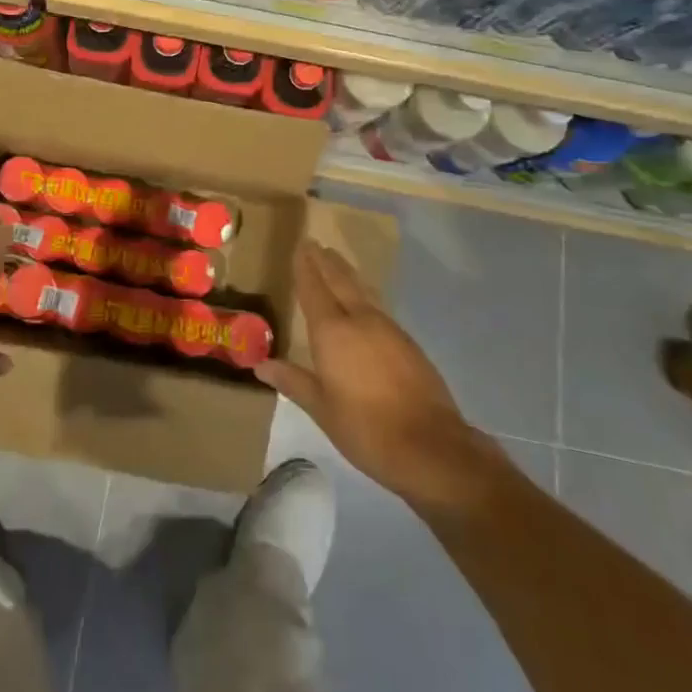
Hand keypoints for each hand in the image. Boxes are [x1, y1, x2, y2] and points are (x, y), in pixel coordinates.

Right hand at [258, 241, 502, 508]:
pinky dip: (363, 293)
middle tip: (314, 243)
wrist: (431, 447)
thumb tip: (260, 364)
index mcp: (333, 332)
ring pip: (361, 289)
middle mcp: (359, 320)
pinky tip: (362, 300)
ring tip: (335, 260)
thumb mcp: (322, 409)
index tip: (300, 246)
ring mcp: (387, 328)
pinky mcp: (406, 341)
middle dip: (325, 261)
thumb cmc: (366, 429)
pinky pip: (377, 305)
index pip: (314, 289)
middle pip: (340, 280)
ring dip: (346, 272)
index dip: (305, 267)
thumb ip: (293, 381)